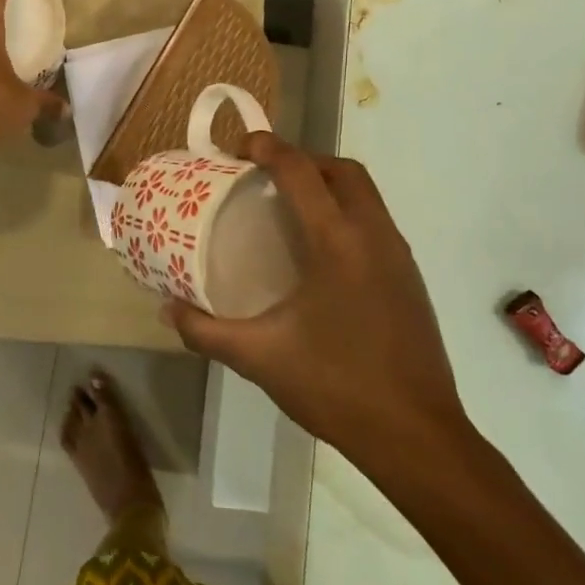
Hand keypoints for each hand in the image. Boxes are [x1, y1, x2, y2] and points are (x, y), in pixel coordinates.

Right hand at [163, 135, 478, 481]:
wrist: (417, 436)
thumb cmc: (335, 386)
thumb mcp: (259, 357)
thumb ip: (206, 331)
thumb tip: (167, 309)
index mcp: (337, 242)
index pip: (301, 172)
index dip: (268, 148)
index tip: (238, 148)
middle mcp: (374, 236)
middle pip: (342, 171)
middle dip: (303, 159)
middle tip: (264, 175)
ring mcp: (399, 257)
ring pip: (365, 195)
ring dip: (327, 184)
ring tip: (288, 207)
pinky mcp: (409, 279)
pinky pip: (375, 223)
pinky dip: (346, 213)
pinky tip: (319, 252)